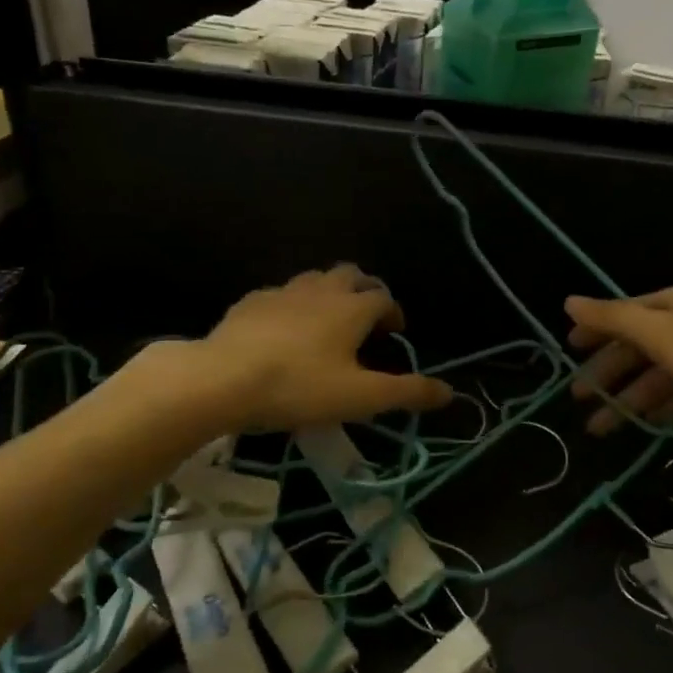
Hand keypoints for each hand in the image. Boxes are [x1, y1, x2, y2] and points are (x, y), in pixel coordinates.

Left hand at [202, 265, 451, 431]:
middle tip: (366, 318)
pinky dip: (292, 305)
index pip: (383, 297)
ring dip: (329, 293)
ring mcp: (282, 292)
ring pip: (314, 279)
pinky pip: (280, 295)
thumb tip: (449, 392)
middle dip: (364, 290)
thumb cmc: (299, 386)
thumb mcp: (361, 397)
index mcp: (352, 307)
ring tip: (327, 322)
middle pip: (351, 274)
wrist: (222, 379)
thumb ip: (407, 393)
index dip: (394, 312)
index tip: (395, 333)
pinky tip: (283, 331)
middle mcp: (321, 290)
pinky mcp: (250, 303)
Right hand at [565, 285, 672, 441]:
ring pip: (656, 375)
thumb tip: (568, 301)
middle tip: (579, 397)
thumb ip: (611, 319)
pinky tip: (643, 423)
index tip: (569, 350)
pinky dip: (659, 406)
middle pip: (638, 346)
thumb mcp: (657, 334)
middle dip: (607, 372)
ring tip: (600, 428)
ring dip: (627, 398)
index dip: (596, 330)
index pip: (625, 312)